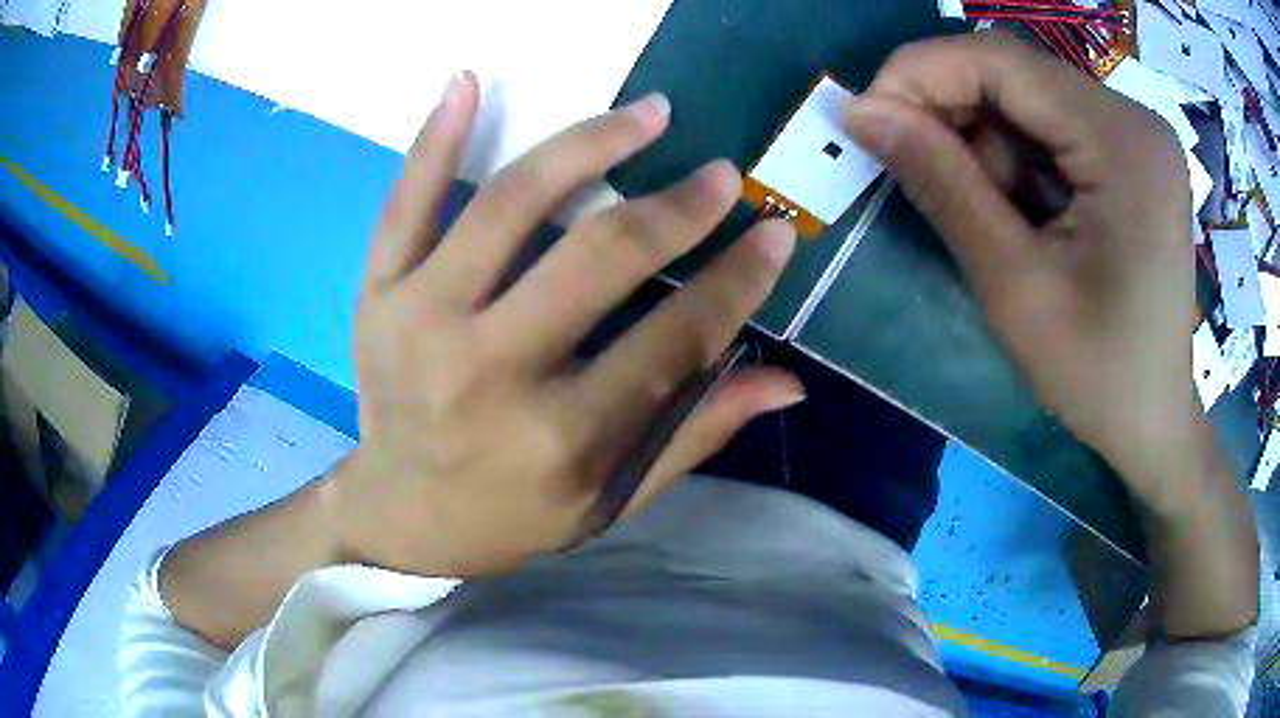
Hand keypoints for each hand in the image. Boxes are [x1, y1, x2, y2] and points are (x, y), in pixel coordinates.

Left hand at [335, 73, 801, 577]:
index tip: (777, 233)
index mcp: (558, 439)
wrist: (397, 514)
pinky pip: (404, 203)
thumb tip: (789, 382)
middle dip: (678, 208)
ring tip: (648, 114)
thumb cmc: (509, 518)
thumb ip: (693, 437)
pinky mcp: (377, 295)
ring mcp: (419, 322)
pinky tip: (468, 82)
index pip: (673, 339)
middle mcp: (488, 372)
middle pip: (599, 257)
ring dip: (587, 144)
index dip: (738, 281)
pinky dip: (435, 138)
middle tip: (724, 174)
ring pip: (510, 204)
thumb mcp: (609, 502)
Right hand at [845, 33, 1201, 512]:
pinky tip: (1023, 213)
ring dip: (988, 144)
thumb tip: (861, 113)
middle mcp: (1135, 119)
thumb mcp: (1014, 287)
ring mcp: (1137, 134)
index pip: (1001, 61)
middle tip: (914, 169)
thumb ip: (941, 185)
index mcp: (1123, 144)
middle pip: (1016, 74)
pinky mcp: (1132, 154)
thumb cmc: (1097, 376)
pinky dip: (1018, 157)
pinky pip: (1052, 125)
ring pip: (1029, 98)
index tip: (866, 121)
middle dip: (952, 112)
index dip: (920, 74)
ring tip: (991, 218)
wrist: (1154, 421)